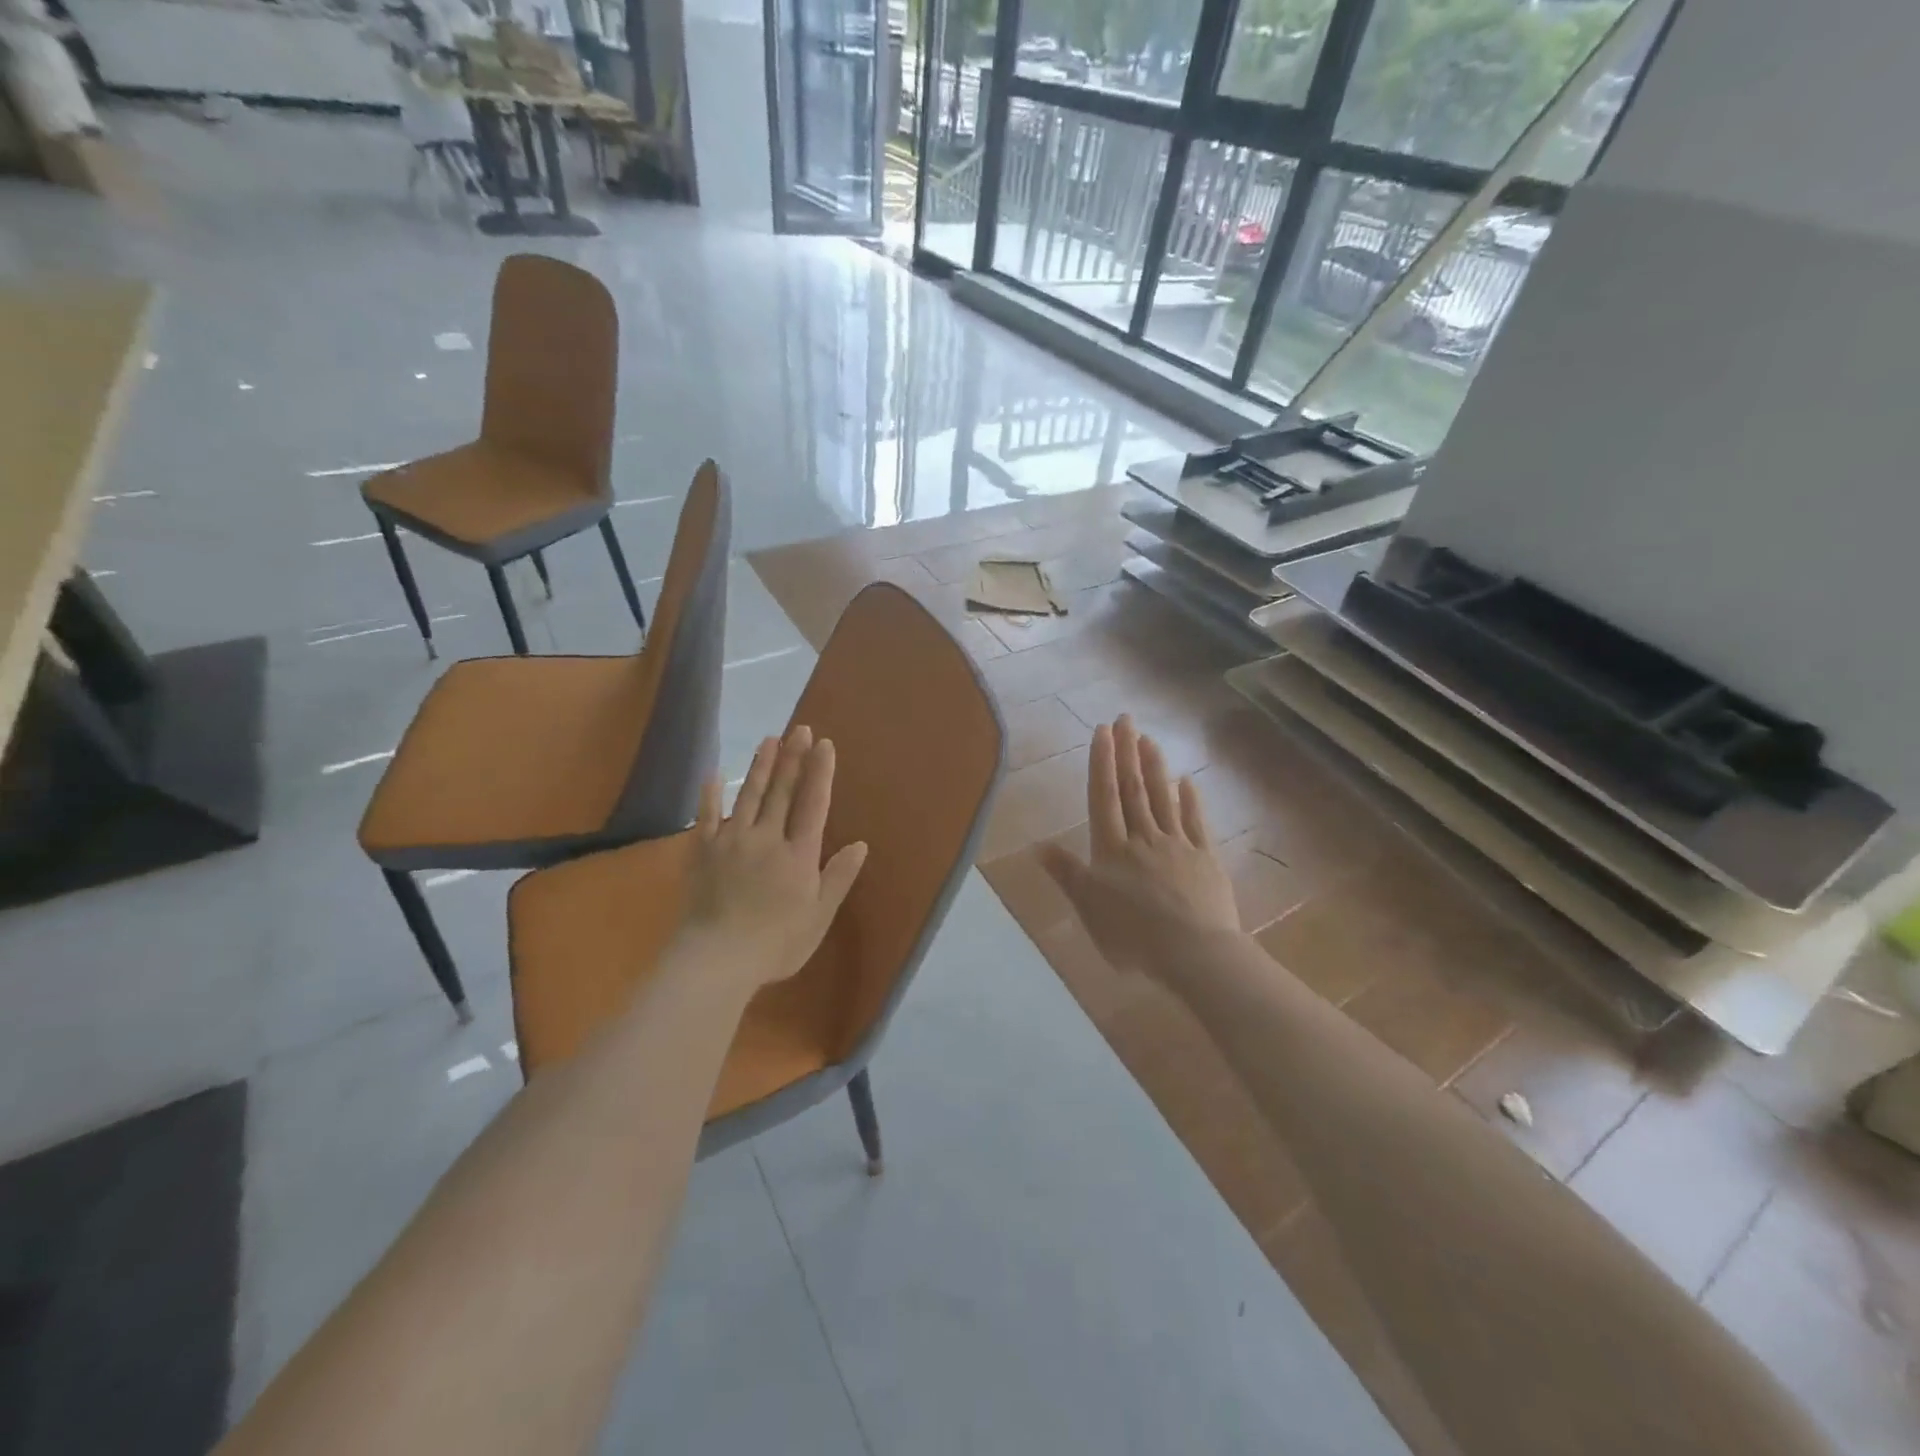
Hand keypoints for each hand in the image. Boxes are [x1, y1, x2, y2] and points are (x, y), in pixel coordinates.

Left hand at [678, 725, 868, 992]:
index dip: (820, 773)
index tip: (824, 744)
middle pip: (782, 792)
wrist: (716, 960)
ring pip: (749, 796)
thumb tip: (860, 844)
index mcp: (798, 855)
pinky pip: (707, 817)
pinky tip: (714, 775)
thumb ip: (838, 878)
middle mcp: (767, 838)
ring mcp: (732, 842)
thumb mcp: (818, 917)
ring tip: (770, 739)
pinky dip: (711, 795)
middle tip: (800, 729)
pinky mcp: (703, 852)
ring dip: (761, 766)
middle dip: (794, 758)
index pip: (813, 804)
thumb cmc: (775, 944)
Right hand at [1039, 716, 1239, 980]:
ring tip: (1149, 738)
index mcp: (1112, 849)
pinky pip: (1196, 822)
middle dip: (1127, 752)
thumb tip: (1037, 845)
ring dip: (1154, 766)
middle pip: (1133, 788)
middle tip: (1125, 719)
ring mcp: (1177, 844)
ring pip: (1163, 798)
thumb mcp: (1088, 908)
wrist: (1193, 952)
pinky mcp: (1205, 858)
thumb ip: (1066, 873)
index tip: (1102, 731)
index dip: (1102, 763)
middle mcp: (1143, 838)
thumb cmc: (1133, 935)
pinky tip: (1188, 781)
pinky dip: (1190, 799)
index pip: (1104, 797)